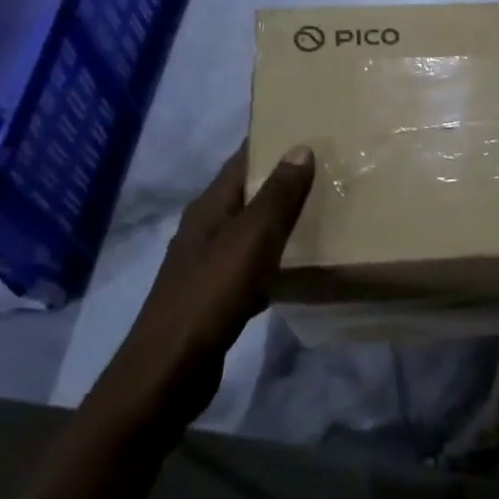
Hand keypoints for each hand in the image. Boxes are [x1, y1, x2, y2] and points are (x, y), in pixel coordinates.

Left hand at [86, 144, 315, 432]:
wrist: (170, 371)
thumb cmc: (210, 294)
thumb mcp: (250, 239)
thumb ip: (277, 195)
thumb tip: (300, 147)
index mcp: (209, 208)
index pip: (241, 160)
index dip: (271, 142)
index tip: (310, 128)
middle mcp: (205, 229)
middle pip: (247, 193)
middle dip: (283, 179)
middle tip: (329, 168)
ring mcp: (208, 264)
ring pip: (251, 229)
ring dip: (281, 218)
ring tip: (324, 208)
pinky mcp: (216, 296)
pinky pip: (252, 264)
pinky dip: (276, 256)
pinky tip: (300, 263)